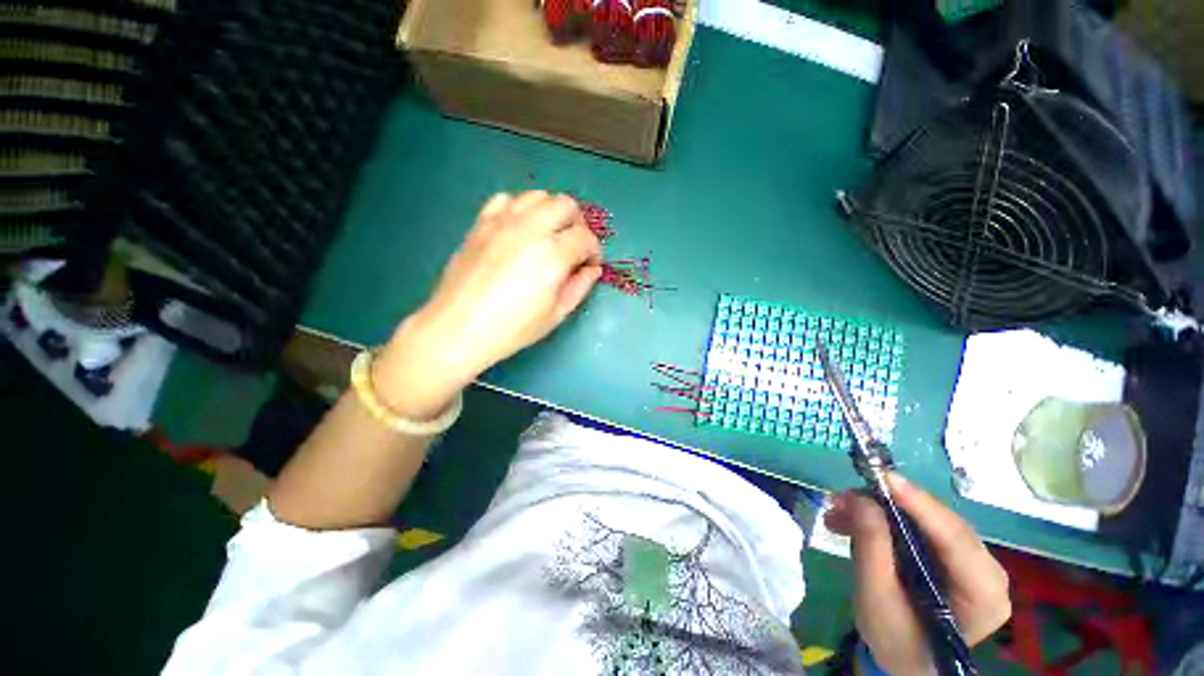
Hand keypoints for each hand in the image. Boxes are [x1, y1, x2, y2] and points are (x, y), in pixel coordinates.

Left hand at [373, 191, 601, 418]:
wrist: (458, 328)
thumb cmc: (512, 328)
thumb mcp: (555, 315)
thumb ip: (579, 287)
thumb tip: (592, 270)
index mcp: (553, 255)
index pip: (585, 237)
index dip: (593, 251)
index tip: (588, 265)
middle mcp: (531, 229)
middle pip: (566, 205)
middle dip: (577, 224)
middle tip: (573, 247)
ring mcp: (503, 222)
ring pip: (538, 196)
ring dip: (552, 212)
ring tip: (548, 235)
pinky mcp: (482, 223)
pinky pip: (507, 199)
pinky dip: (521, 208)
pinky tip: (520, 228)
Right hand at [824, 474, 1010, 674]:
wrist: (904, 659)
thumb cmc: (894, 639)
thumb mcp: (875, 597)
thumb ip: (871, 547)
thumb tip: (860, 498)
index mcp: (983, 595)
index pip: (955, 539)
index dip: (920, 505)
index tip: (884, 478)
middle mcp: (988, 572)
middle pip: (939, 524)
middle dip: (888, 504)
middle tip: (843, 497)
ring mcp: (972, 563)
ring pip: (925, 520)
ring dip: (879, 510)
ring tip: (837, 511)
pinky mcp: (953, 557)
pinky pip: (919, 527)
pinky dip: (884, 519)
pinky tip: (851, 521)